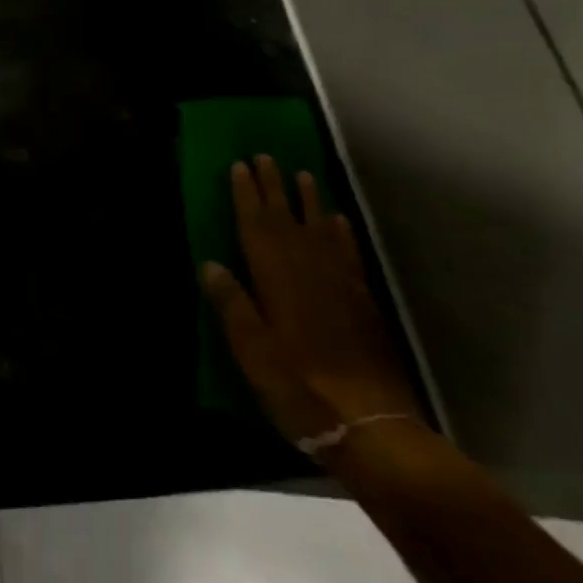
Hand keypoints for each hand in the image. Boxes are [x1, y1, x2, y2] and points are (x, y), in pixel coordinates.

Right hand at [201, 155, 419, 450]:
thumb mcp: (251, 350)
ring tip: (302, 174)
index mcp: (277, 280)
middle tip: (265, 156)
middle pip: (288, 220)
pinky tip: (336, 222)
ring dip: (308, 201)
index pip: (257, 227)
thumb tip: (211, 263)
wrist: (371, 426)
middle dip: (274, 187)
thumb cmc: (298, 387)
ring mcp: (341, 286)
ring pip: (320, 231)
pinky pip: (347, 254)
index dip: (246, 195)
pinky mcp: (362, 303)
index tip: (238, 165)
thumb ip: (232, 305)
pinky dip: (340, 233)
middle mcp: (310, 272)